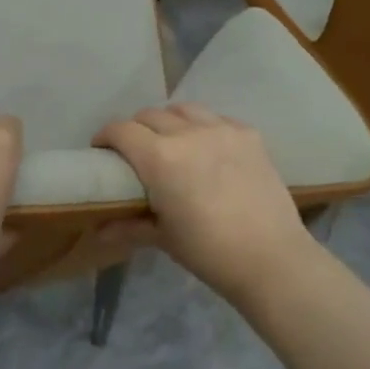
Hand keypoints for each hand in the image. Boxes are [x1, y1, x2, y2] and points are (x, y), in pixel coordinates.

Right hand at [94, 103, 319, 299]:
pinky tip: (208, 149)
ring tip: (171, 143)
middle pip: (150, 115)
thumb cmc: (208, 252)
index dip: (105, 136)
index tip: (102, 150)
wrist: (271, 258)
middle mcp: (188, 133)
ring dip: (169, 121)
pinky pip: (217, 119)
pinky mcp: (249, 135)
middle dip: (136, 129)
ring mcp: (222, 130)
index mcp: (159, 158)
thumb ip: (128, 226)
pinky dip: (204, 127)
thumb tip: (98, 231)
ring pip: (184, 109)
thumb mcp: (163, 238)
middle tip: (135, 152)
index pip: (121, 130)